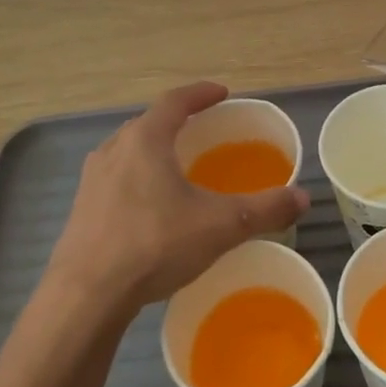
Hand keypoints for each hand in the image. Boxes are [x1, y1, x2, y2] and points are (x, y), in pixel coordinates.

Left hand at [45, 82, 308, 311]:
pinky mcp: (81, 209)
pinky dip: (138, 178)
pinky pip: (116, 179)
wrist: (85, 294)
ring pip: (129, 151)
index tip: (221, 93)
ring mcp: (92, 179)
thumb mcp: (219, 226)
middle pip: (149, 123)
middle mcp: (114, 149)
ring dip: (154, 150)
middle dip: (177, 121)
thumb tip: (304, 197)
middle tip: (202, 128)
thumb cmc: (154, 244)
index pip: (175, 101)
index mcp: (145, 139)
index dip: (200, 93)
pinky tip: (151, 206)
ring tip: (177, 165)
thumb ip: (264, 209)